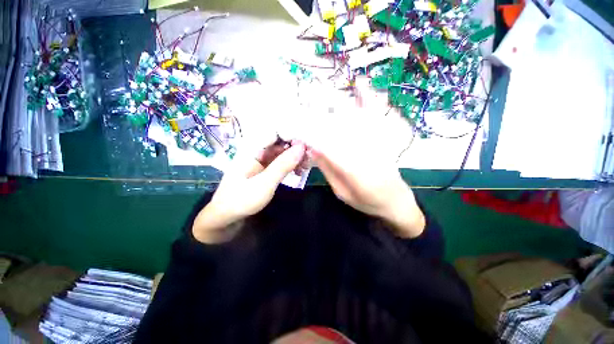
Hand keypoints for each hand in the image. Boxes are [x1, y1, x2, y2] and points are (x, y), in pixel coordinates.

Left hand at [192, 141, 306, 243]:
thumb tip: (301, 147)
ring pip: (281, 153)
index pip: (274, 133)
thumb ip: (283, 165)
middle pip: (279, 143)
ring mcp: (261, 162)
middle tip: (311, 156)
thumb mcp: (265, 183)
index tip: (307, 141)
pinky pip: (280, 163)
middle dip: (295, 148)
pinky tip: (299, 171)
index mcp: (252, 150)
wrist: (225, 220)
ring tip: (307, 165)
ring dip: (295, 157)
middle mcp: (257, 152)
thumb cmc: (241, 201)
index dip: (291, 134)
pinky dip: (290, 165)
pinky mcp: (265, 171)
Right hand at [305, 80, 424, 237]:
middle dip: (319, 115)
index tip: (297, 128)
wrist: (396, 201)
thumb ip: (329, 170)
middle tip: (302, 103)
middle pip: (339, 128)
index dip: (310, 135)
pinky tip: (363, 84)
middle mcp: (366, 152)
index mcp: (354, 170)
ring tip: (320, 89)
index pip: (327, 147)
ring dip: (339, 103)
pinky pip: (377, 116)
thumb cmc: (367, 201)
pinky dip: (369, 100)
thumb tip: (314, 148)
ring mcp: (377, 142)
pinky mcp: (384, 139)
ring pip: (356, 119)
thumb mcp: (342, 192)